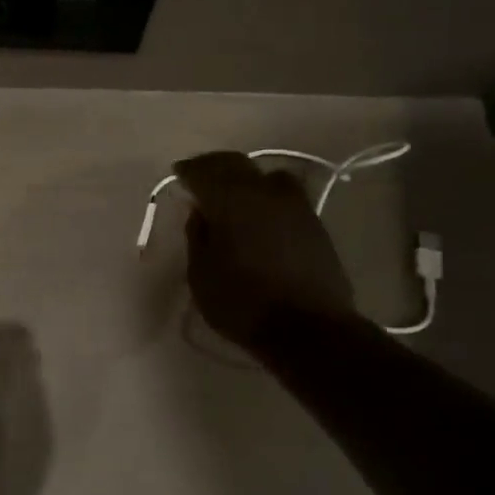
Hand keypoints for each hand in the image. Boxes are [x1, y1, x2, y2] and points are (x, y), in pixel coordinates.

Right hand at [172, 151, 356, 353]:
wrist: (309, 330)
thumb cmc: (242, 302)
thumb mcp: (201, 274)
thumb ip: (198, 236)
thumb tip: (200, 213)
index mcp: (231, 199)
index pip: (204, 170)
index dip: (189, 170)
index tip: (179, 175)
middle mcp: (265, 191)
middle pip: (237, 164)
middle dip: (215, 167)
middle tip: (201, 179)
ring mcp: (296, 206)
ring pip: (267, 176)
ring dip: (247, 179)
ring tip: (235, 196)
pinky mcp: (316, 224)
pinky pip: (286, 197)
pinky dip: (268, 198)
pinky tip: (260, 217)